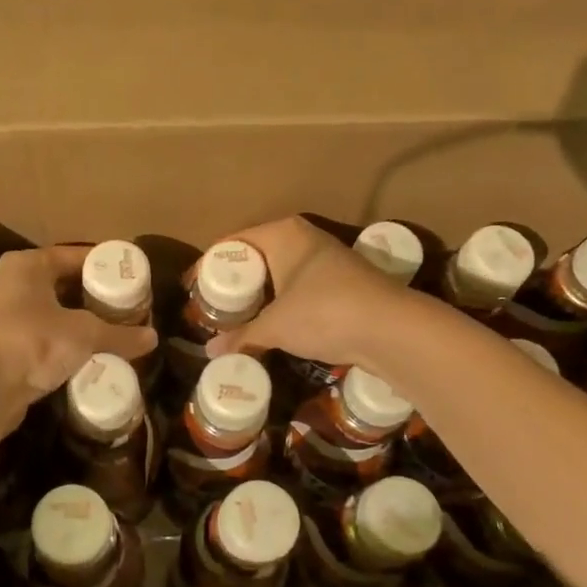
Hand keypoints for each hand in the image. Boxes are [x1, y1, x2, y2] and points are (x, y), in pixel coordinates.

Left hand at [0, 244, 156, 427]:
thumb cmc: (31, 343)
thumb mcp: (83, 334)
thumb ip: (119, 334)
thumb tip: (153, 338)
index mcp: (28, 265)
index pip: (76, 256)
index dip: (106, 265)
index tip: (133, 277)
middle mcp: (13, 283)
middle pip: (65, 284)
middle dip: (96, 297)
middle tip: (129, 307)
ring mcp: (6, 316)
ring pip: (54, 312)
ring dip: (82, 322)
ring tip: (116, 331)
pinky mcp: (5, 346)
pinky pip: (44, 337)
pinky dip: (66, 343)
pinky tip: (89, 355)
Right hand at [205, 218, 407, 369]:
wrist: (392, 329)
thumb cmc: (324, 313)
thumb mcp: (276, 327)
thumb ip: (242, 336)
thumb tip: (210, 352)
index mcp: (283, 234)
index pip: (235, 242)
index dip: (212, 265)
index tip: (194, 289)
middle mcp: (305, 238)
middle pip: (258, 256)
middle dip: (237, 282)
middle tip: (215, 307)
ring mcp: (328, 260)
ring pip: (281, 273)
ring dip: (262, 295)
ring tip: (239, 319)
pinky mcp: (344, 283)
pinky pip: (301, 288)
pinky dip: (284, 304)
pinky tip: (275, 326)